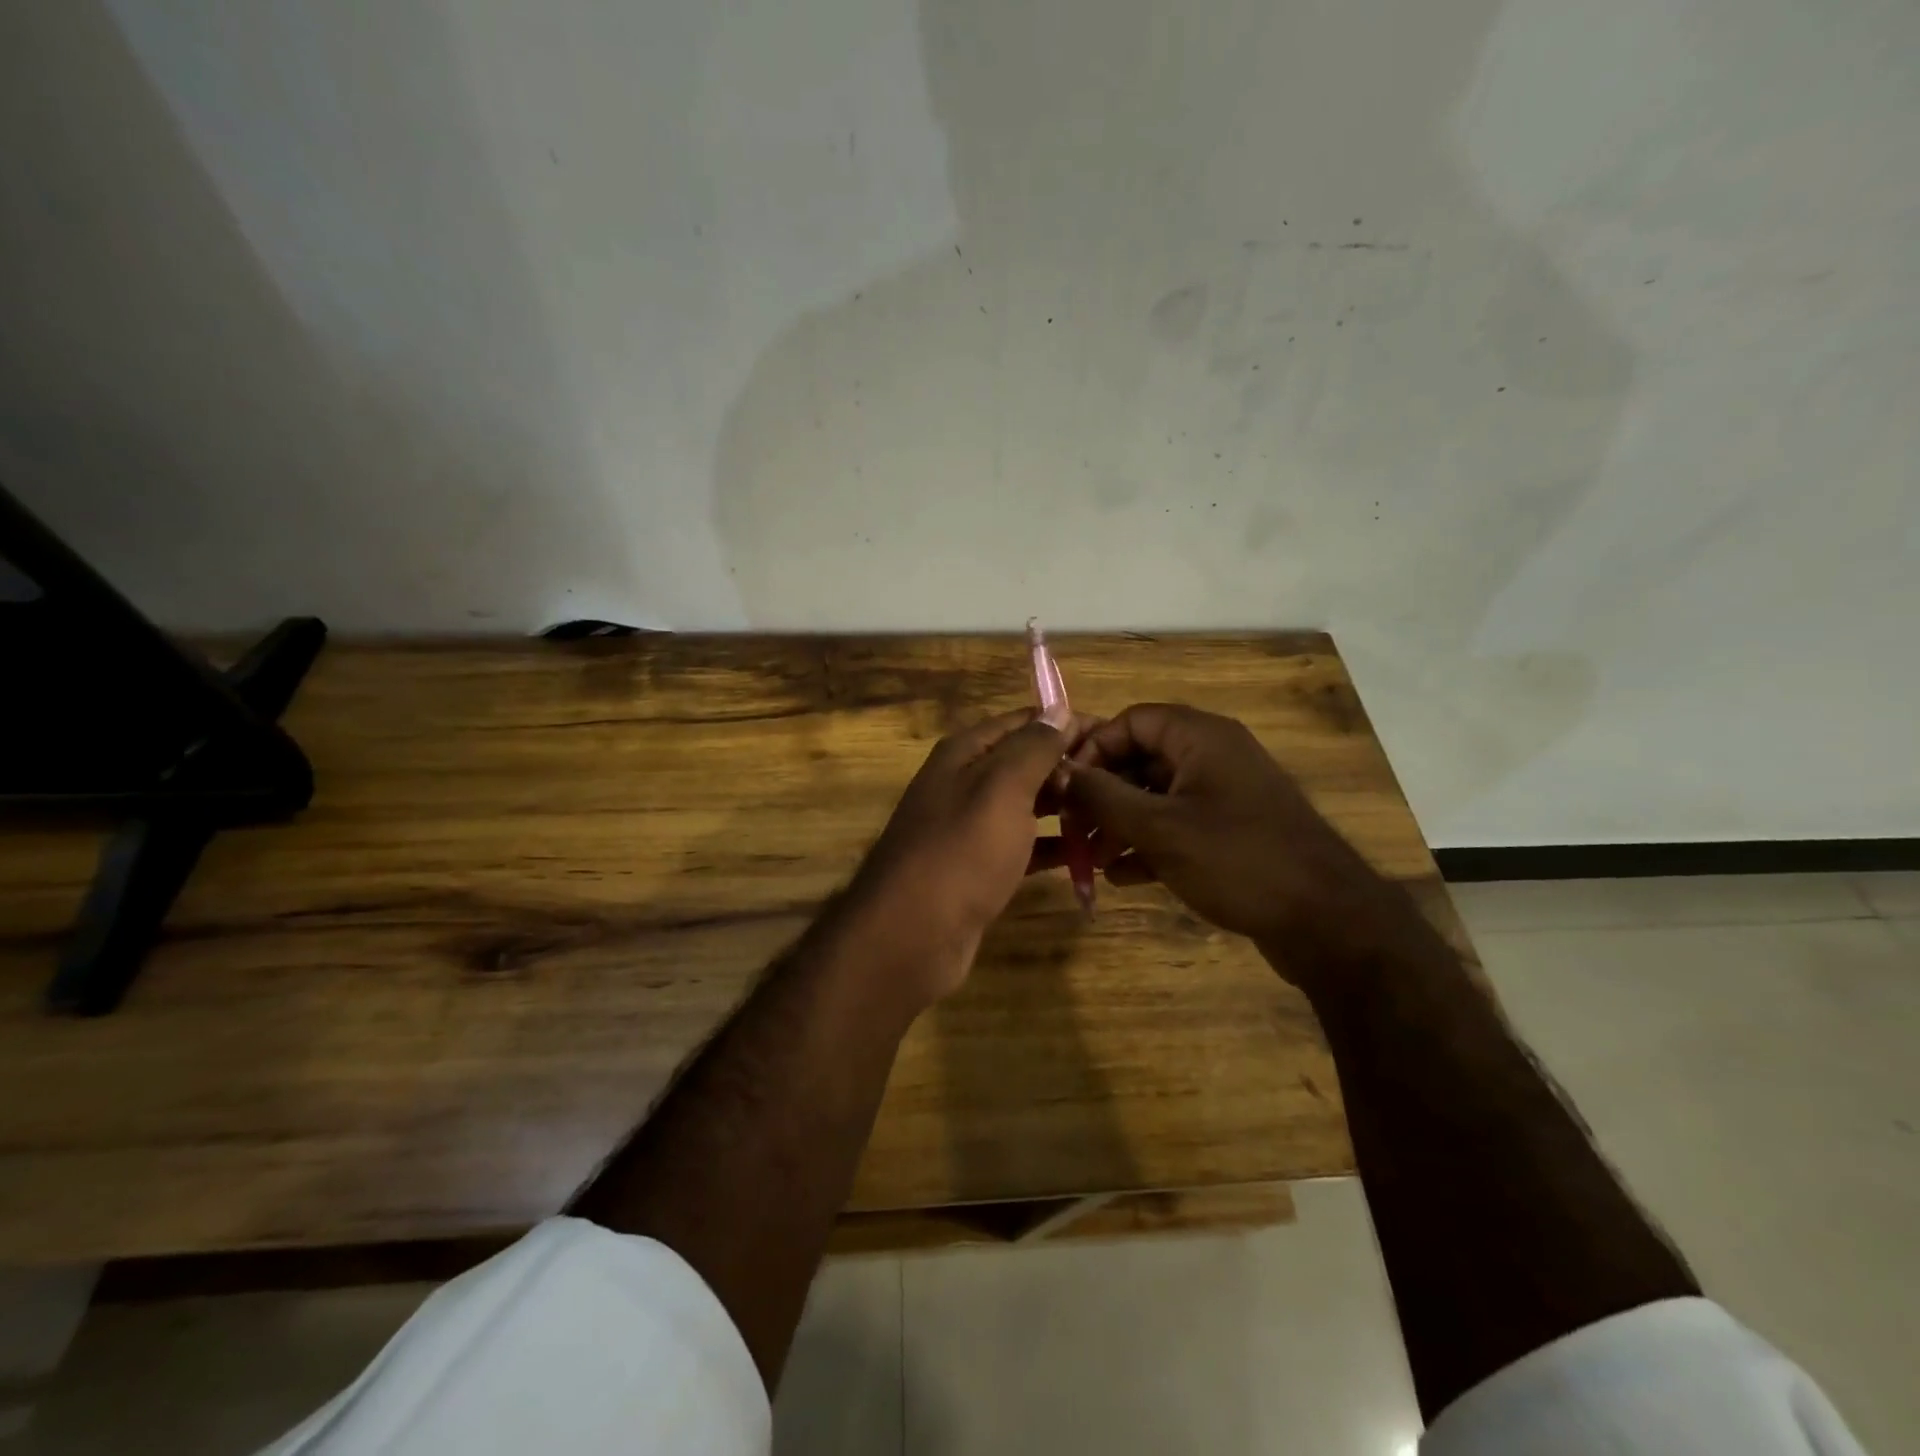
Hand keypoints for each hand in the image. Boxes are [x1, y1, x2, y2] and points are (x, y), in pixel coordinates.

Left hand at [848, 707, 1085, 1003]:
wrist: (913, 934)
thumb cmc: (962, 850)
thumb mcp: (1001, 788)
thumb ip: (1033, 747)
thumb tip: (1059, 709)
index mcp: (965, 753)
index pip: (1024, 722)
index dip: (1066, 723)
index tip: (1113, 736)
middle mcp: (965, 783)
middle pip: (1026, 763)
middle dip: (1070, 768)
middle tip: (1122, 781)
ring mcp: (971, 828)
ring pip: (1027, 806)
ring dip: (1066, 807)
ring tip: (1112, 814)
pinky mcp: (979, 868)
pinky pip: (1023, 846)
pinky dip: (1051, 846)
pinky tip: (1087, 854)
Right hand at [1053, 703, 1391, 955]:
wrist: (1327, 922)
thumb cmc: (1237, 860)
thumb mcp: (1159, 828)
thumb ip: (1102, 797)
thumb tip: (1058, 771)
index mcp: (1200, 738)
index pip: (1131, 721)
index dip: (1093, 749)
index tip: (1065, 788)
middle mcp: (1213, 756)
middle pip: (1141, 758)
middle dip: (1102, 794)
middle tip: (1072, 829)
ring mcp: (1225, 795)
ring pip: (1157, 796)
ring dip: (1120, 824)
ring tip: (1091, 860)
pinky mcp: (1232, 832)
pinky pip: (1178, 825)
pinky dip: (1148, 844)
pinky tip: (1123, 877)